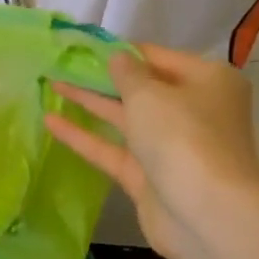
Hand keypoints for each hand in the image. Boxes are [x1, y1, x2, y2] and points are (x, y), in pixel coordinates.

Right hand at [47, 45, 258, 258]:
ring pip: (124, 119)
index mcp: (207, 82)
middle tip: (63, 64)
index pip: (158, 58)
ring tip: (52, 85)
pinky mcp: (148, 176)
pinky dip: (84, 136)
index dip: (122, 51)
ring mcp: (170, 146)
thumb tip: (117, 57)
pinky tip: (50, 122)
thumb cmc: (183, 137)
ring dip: (90, 103)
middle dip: (102, 77)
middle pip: (141, 89)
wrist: (205, 213)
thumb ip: (127, 73)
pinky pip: (112, 149)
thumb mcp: (150, 94)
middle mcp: (192, 111)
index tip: (85, 45)